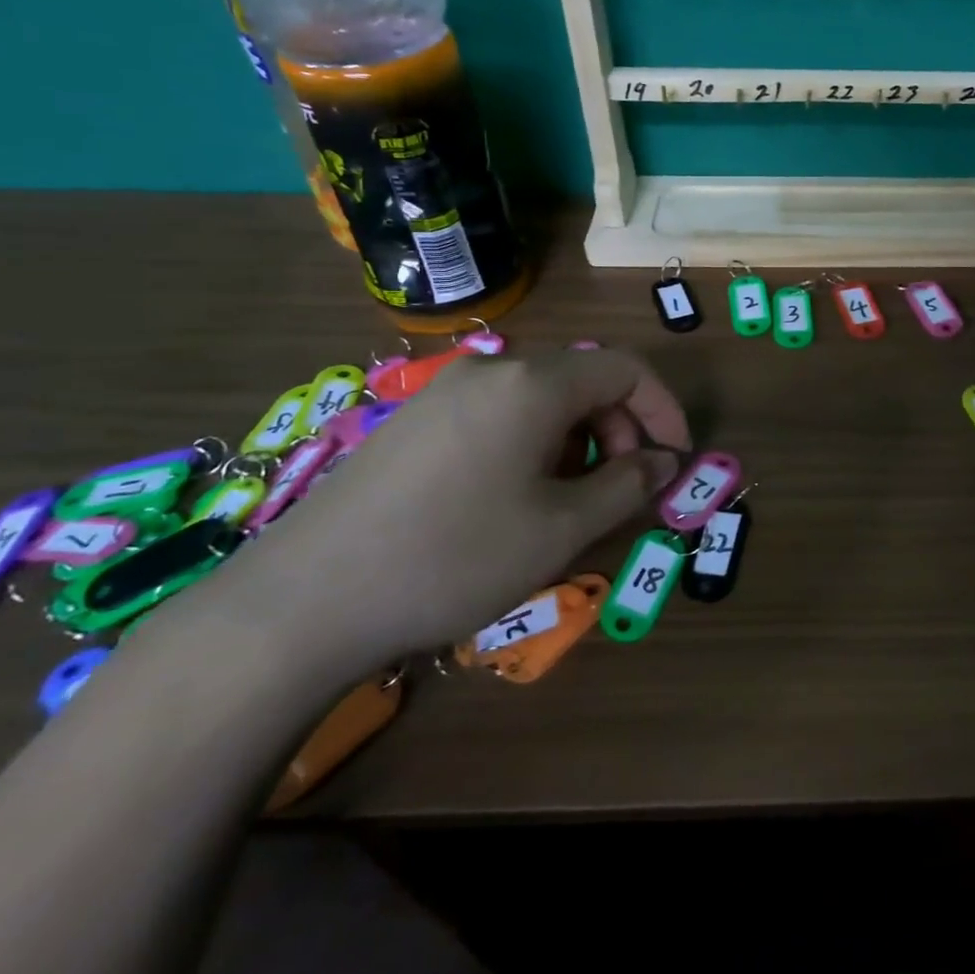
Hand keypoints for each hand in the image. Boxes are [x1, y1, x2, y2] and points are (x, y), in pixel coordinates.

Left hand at [210, 349, 689, 670]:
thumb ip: (628, 486)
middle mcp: (491, 371)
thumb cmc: (453, 558)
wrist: (300, 604)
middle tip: (620, 490)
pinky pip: (497, 415)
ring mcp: (444, 393)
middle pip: (584, 380)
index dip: (664, 410)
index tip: (674, 461)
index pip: (627, 369)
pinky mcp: (412, 421)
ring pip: (541, 399)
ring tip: (566, 501)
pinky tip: (510, 498)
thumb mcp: (561, 529)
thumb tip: (664, 463)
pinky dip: (531, 444)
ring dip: (576, 440)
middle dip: (619, 430)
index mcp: (534, 384)